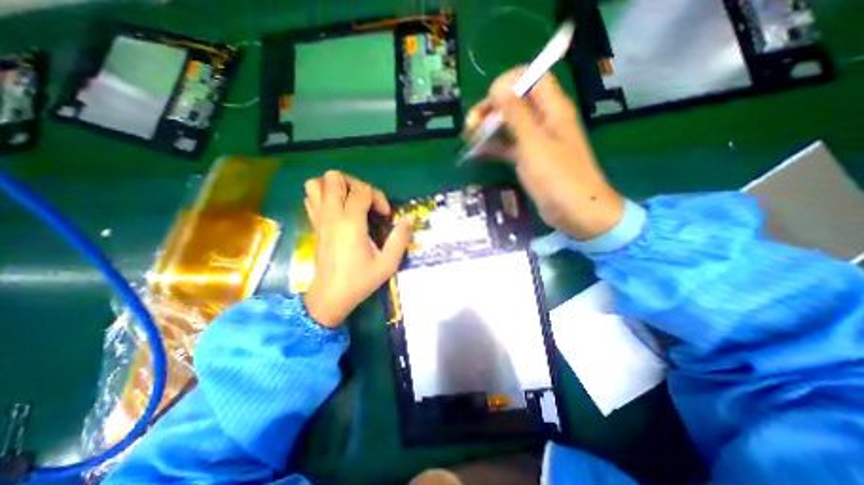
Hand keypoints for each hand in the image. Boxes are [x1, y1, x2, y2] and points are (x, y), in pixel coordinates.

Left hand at [302, 172, 412, 327]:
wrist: (330, 296)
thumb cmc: (360, 281)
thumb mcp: (388, 263)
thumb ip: (400, 238)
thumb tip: (409, 218)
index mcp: (351, 223)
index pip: (362, 190)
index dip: (378, 197)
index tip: (385, 215)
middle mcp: (331, 215)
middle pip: (334, 177)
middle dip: (355, 184)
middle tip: (366, 201)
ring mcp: (319, 219)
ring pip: (316, 183)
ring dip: (335, 186)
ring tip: (350, 200)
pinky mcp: (314, 224)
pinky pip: (311, 197)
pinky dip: (324, 195)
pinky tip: (338, 209)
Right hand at [470, 67, 625, 240]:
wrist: (574, 211)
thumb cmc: (557, 176)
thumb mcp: (534, 142)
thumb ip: (516, 114)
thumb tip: (499, 86)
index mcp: (553, 109)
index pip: (532, 78)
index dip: (509, 83)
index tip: (489, 100)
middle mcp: (545, 120)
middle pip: (517, 102)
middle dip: (493, 108)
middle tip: (471, 123)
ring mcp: (537, 141)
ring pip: (511, 125)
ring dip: (491, 128)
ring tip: (470, 136)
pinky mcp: (531, 159)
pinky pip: (510, 146)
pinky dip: (495, 147)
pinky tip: (478, 152)